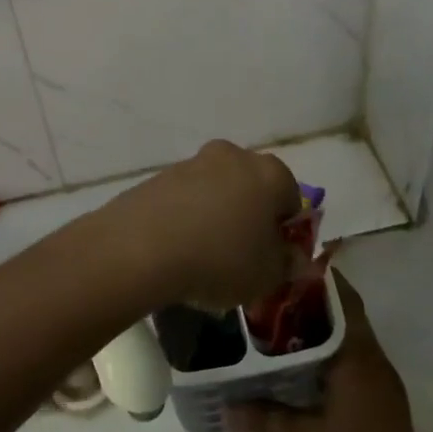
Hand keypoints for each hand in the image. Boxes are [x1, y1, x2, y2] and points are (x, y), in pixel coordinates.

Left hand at [89, 140, 302, 309]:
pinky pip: (185, 198)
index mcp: (270, 173)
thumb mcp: (268, 275)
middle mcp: (233, 156)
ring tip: (204, 257)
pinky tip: (178, 248)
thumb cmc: (221, 258)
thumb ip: (287, 263)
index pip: (291, 197)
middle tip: (241, 255)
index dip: (286, 229)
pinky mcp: (159, 175)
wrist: (141, 246)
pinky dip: (187, 217)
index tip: (274, 257)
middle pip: (252, 186)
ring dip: (216, 215)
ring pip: (216, 190)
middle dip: (250, 216)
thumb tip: (291, 255)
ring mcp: (193, 162)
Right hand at [228, 274, 432, 431]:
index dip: (319, 279)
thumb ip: (264, 417)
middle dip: (312, 303)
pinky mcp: (382, 400)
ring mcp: (382, 381)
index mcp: (359, 357)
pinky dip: (330, 353)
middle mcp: (374, 360)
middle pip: (345, 315)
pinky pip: (354, 360)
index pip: (343, 300)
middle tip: (271, 295)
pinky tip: (301, 363)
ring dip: (321, 329)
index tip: (286, 267)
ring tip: (278, 323)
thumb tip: (224, 408)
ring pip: (350, 338)